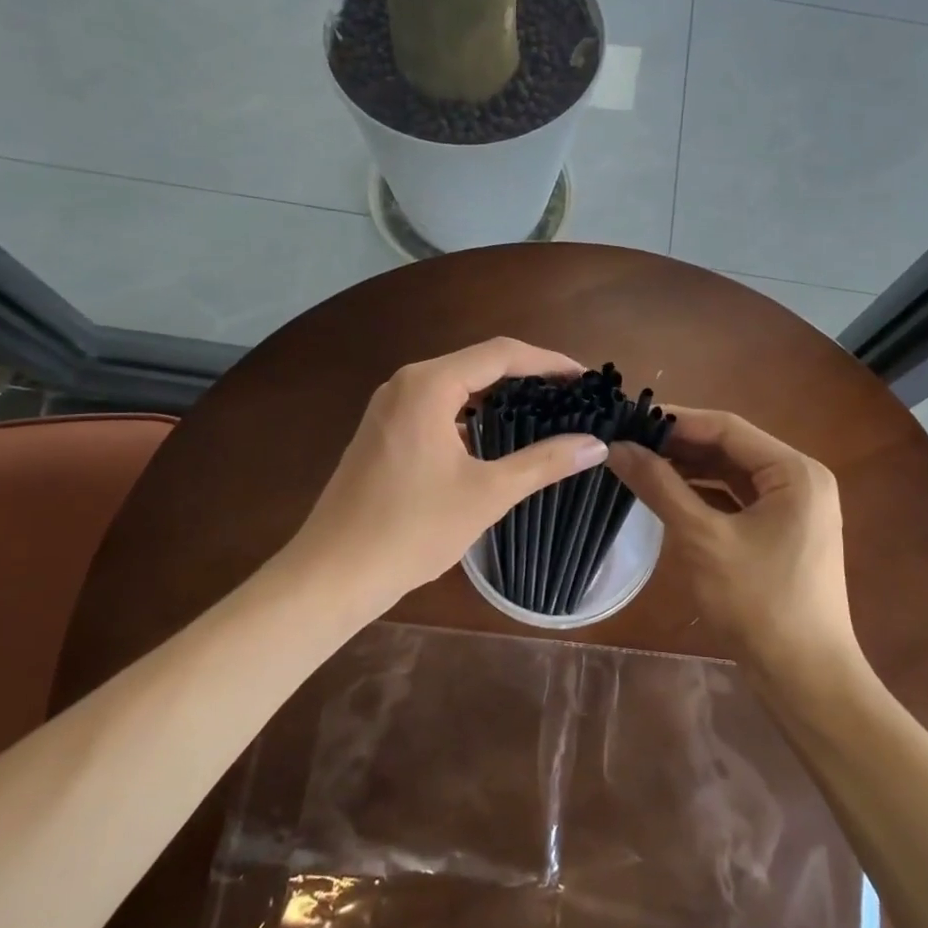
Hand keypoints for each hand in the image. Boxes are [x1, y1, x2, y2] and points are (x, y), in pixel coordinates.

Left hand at [288, 338, 609, 610]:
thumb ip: (544, 463)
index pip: (502, 354)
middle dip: (527, 375)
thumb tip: (596, 445)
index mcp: (429, 385)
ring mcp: (388, 406)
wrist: (332, 574)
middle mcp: (405, 383)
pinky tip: (494, 437)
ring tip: (543, 412)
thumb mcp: (487, 494)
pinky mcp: (382, 431)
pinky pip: (436, 406)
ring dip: (498, 394)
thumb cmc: (412, 529)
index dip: (549, 361)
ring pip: (456, 385)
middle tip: (571, 395)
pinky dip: (471, 413)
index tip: (586, 377)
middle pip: (478, 363)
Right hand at [607, 408, 861, 685]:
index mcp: (794, 471)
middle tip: (627, 441)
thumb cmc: (759, 604)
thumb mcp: (703, 540)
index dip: (676, 420)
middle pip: (731, 448)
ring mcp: (794, 508)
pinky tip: (668, 494)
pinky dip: (704, 495)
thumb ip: (660, 487)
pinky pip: (738, 500)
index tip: (629, 418)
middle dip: (680, 445)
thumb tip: (616, 446)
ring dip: (689, 469)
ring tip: (639, 463)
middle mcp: (800, 480)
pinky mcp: (783, 533)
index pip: (727, 428)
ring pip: (732, 474)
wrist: (806, 680)